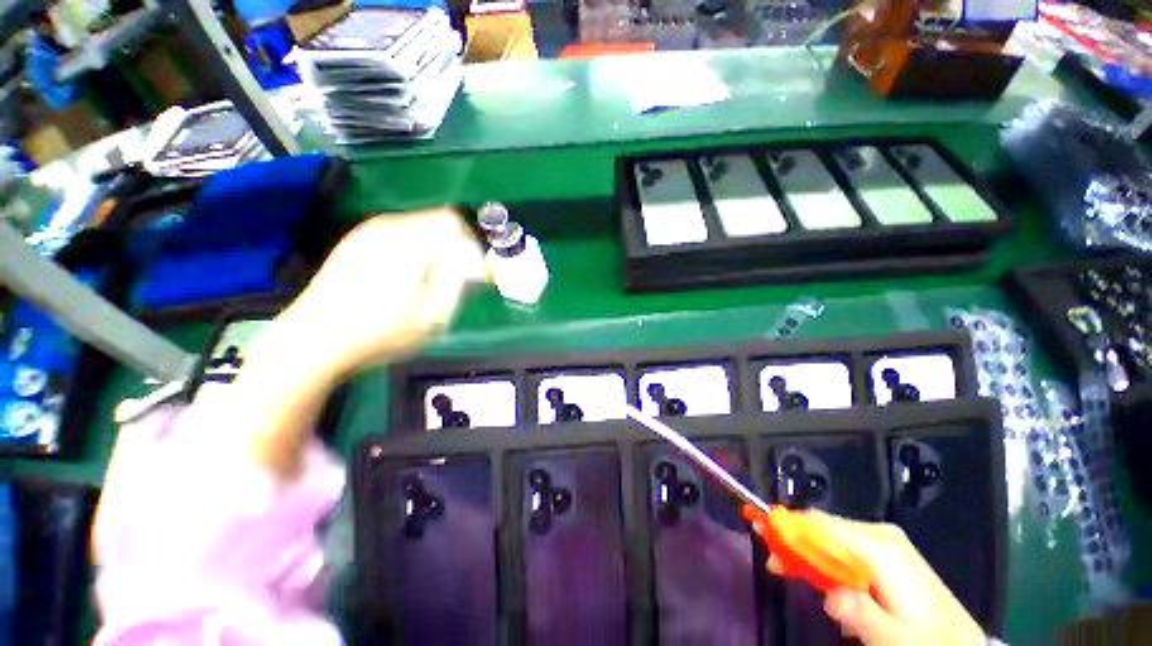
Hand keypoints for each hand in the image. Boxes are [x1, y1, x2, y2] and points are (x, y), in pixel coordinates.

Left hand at [236, 209, 484, 477]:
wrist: (313, 340)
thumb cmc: (378, 334)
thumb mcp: (431, 316)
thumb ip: (457, 282)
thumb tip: (470, 261)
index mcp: (407, 243)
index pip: (454, 224)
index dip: (468, 247)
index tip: (466, 274)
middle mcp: (387, 227)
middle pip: (437, 222)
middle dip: (451, 249)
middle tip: (448, 282)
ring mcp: (368, 232)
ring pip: (420, 227)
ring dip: (433, 251)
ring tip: (424, 283)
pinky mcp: (357, 241)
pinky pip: (399, 235)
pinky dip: (412, 251)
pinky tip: (401, 279)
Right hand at [752, 511, 985, 645]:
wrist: (960, 642)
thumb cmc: (927, 641)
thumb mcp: (898, 640)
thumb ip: (865, 616)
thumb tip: (831, 597)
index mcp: (881, 548)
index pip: (821, 525)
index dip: (787, 527)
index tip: (761, 535)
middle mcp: (878, 533)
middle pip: (821, 525)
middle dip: (792, 538)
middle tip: (773, 562)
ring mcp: (881, 539)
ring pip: (828, 532)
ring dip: (803, 547)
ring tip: (786, 567)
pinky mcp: (881, 548)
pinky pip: (840, 542)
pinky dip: (819, 552)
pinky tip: (814, 568)